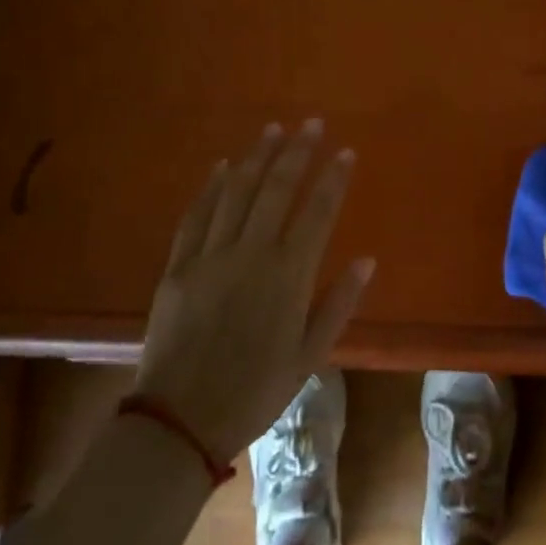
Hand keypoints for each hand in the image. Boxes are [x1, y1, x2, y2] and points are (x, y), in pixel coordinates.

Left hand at [134, 120, 374, 462]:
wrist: (180, 421)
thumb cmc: (255, 391)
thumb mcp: (310, 356)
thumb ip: (338, 304)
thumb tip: (367, 260)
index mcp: (288, 276)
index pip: (317, 212)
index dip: (333, 178)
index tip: (346, 151)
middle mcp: (251, 255)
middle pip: (277, 190)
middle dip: (297, 152)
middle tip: (311, 123)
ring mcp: (211, 256)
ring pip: (237, 193)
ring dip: (257, 158)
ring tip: (273, 129)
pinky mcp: (178, 266)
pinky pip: (196, 216)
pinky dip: (210, 187)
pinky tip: (222, 165)